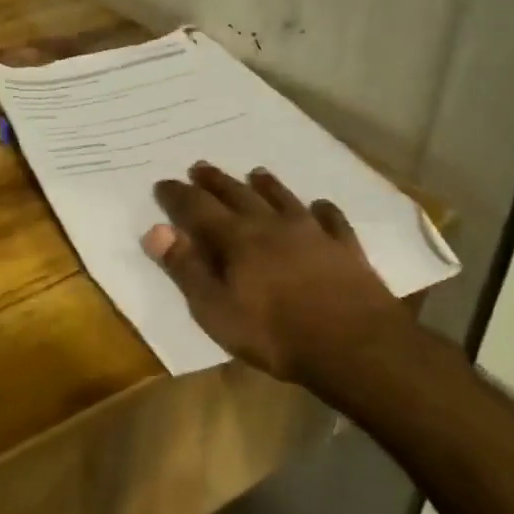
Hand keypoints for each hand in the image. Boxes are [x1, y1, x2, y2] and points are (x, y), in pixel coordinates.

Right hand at [142, 163, 414, 392]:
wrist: (356, 347)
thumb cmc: (276, 334)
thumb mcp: (216, 311)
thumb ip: (186, 269)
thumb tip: (156, 230)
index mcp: (237, 239)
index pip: (198, 208)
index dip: (178, 195)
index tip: (162, 183)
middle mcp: (271, 225)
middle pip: (238, 195)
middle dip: (215, 181)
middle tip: (200, 166)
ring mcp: (312, 234)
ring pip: (283, 199)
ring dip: (266, 185)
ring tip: (256, 172)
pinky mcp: (345, 249)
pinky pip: (332, 220)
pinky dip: (323, 210)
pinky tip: (321, 206)